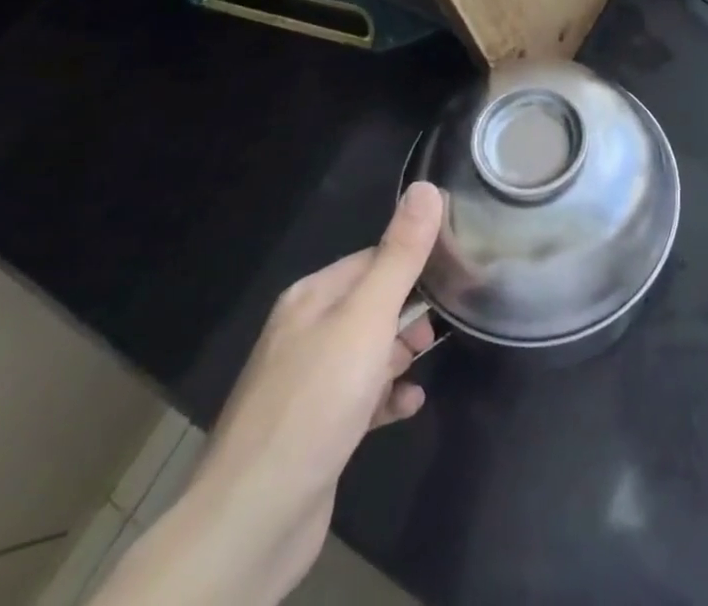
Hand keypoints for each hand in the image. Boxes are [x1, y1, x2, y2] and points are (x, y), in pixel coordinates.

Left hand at [96, 182, 443, 605]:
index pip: (373, 259)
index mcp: (311, 297)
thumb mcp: (367, 318)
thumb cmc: (316, 402)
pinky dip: (386, 397)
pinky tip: (408, 405)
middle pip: (372, 305)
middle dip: (410, 315)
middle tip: (440, 330)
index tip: (454, 274)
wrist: (252, 520)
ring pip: (367, 352)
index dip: (413, 264)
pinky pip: (360, 398)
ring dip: (399, 356)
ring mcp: (306, 384)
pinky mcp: (314, 430)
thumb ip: (400, 255)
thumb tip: (426, 186)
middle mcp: (304, 333)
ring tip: (424, 367)